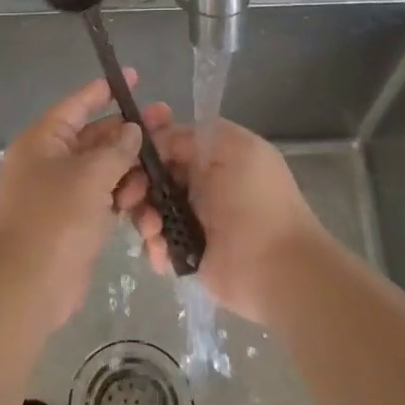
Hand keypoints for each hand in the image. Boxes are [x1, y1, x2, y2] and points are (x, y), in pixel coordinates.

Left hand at [0, 72, 172, 326]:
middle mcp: (49, 161)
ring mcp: (61, 192)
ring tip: (158, 174)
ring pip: (103, 169)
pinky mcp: (74, 220)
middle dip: (129, 134)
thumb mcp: (90, 176)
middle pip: (95, 137)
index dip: (104, 90)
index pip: (77, 105)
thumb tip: (131, 130)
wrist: (28, 285)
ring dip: (129, 171)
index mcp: (43, 140)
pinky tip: (146, 201)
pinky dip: (122, 197)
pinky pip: (103, 198)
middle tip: (168, 123)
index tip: (134, 77)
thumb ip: (116, 149)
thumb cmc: (55, 219)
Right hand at [122, 117, 329, 323]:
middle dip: (136, 182)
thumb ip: (191, 136)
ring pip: (150, 208)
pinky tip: (161, 253)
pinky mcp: (187, 252)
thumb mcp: (233, 148)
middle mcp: (202, 183)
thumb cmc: (257, 201)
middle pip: (153, 174)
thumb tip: (154, 139)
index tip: (125, 145)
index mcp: (215, 155)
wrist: (278, 268)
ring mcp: (193, 219)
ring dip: (144, 216)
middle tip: (130, 196)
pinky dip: (154, 246)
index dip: (147, 140)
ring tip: (153, 230)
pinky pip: (157, 242)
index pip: (170, 139)